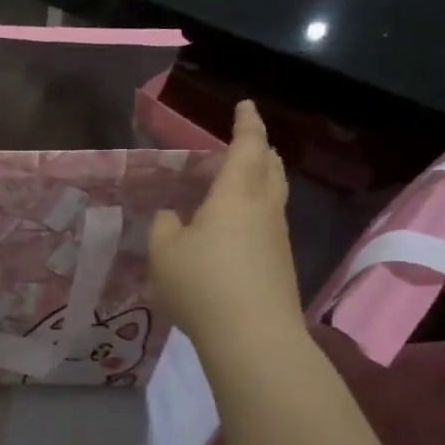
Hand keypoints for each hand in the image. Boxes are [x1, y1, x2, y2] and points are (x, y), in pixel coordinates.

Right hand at [149, 101, 302, 348]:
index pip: (246, 147)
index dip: (246, 123)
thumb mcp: (165, 252)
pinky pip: (269, 223)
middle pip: (270, 168)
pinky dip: (255, 211)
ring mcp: (277, 239)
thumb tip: (173, 217)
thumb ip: (164, 227)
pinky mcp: (280, 266)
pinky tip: (235, 229)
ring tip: (237, 182)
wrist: (254, 338)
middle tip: (244, 142)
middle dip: (259, 150)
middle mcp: (263, 209)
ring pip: (273, 196)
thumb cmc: (203, 284)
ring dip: (259, 181)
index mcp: (236, 195)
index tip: (245, 105)